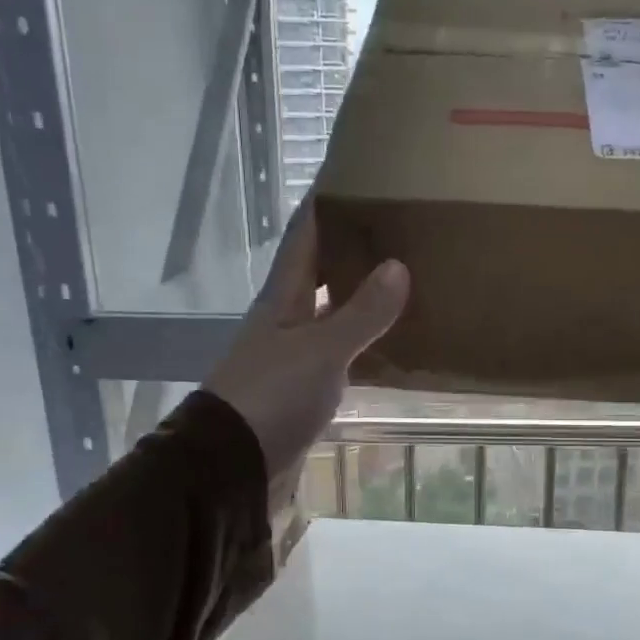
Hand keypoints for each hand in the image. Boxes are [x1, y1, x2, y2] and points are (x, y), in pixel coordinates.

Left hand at [203, 206, 408, 509]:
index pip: (305, 236)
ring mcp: (293, 356)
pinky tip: (392, 343)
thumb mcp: (321, 350)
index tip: (353, 173)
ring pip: (332, 314)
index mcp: (282, 298)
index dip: (324, 204)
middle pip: (319, 272)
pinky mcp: (303, 391)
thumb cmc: (272, 397)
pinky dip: (364, 344)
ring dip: (361, 298)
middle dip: (351, 249)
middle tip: (395, 226)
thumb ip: (361, 312)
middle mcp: (285, 319)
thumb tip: (397, 266)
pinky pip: (340, 354)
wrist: (233, 467)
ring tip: (406, 278)